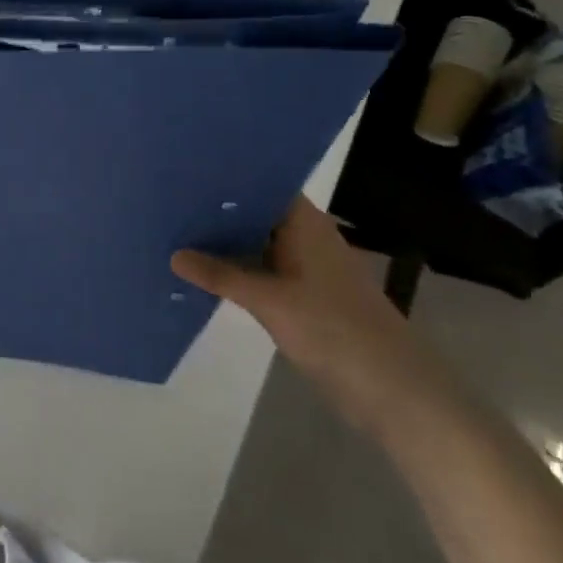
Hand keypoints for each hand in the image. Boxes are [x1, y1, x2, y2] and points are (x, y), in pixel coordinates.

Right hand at [172, 197, 453, 432]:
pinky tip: (205, 274)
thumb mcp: (270, 301)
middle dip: (219, 211)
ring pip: (258, 245)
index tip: (187, 173)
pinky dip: (238, 271)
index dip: (229, 177)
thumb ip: (221, 276)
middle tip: (170, 202)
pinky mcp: (305, 297)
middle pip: (257, 214)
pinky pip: (263, 272)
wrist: (392, 390)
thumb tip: (174, 254)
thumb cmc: (333, 330)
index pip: (264, 184)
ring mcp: (307, 269)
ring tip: (177, 232)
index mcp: (306, 223)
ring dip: (226, 243)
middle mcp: (306, 237)